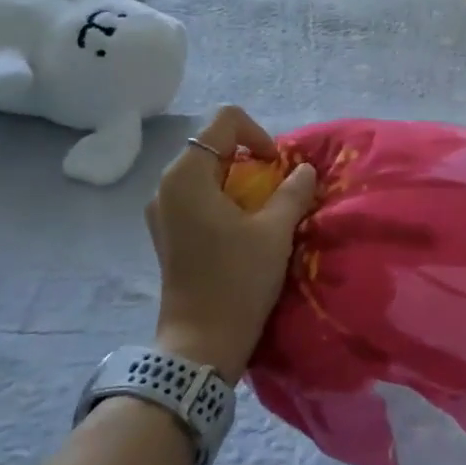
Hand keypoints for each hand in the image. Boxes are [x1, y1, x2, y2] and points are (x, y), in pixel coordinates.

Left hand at [145, 105, 317, 382]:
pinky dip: (223, 198)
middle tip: (276, 188)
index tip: (277, 167)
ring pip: (205, 172)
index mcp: (187, 175)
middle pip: (212, 145)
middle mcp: (166, 185)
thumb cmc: (237, 280)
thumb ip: (292, 192)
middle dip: (250, 158)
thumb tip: (303, 170)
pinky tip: (242, 227)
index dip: (258, 134)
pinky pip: (197, 196)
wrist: (201, 343)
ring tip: (263, 208)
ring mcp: (162, 210)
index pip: (224, 121)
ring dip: (239, 180)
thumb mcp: (275, 231)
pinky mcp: (167, 232)